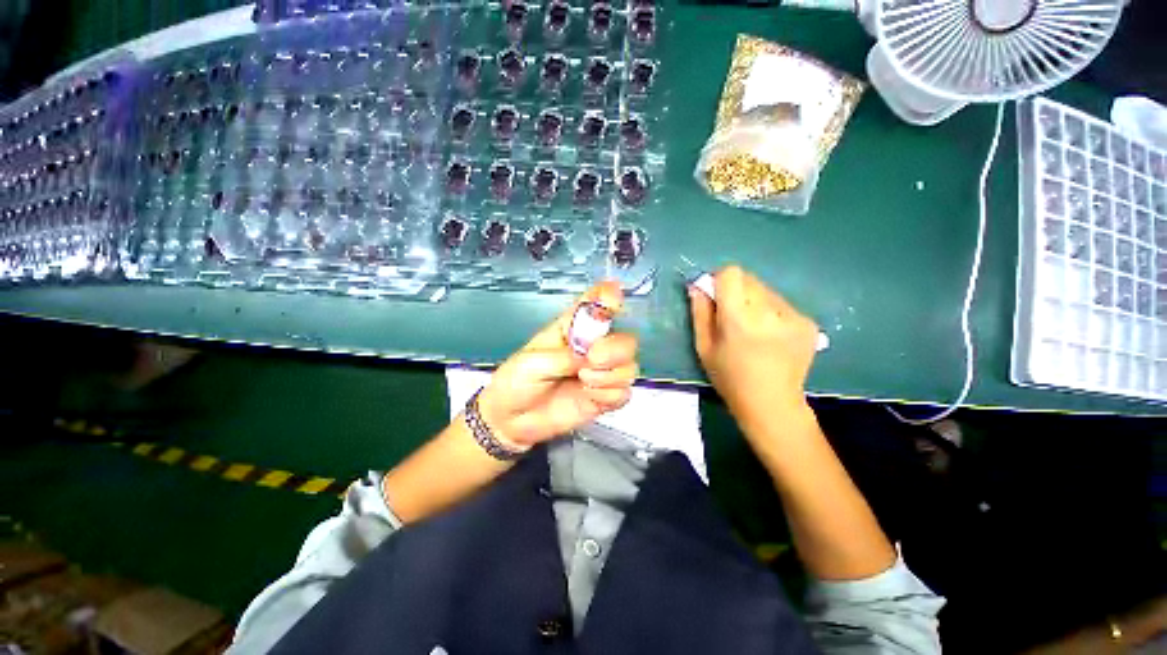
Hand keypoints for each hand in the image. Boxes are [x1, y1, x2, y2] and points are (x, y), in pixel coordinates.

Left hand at [477, 281, 637, 448]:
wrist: (512, 422)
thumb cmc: (515, 383)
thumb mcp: (532, 363)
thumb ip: (564, 357)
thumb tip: (590, 356)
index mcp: (570, 329)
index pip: (594, 305)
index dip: (608, 297)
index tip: (612, 297)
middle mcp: (590, 348)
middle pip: (624, 338)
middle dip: (615, 348)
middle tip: (593, 358)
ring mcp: (599, 373)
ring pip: (629, 365)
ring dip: (610, 374)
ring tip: (584, 380)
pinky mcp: (602, 396)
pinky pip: (624, 392)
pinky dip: (610, 394)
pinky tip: (590, 395)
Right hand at [688, 266, 817, 432]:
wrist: (772, 404)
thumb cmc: (729, 378)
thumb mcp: (703, 346)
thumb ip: (700, 312)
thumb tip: (697, 285)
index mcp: (739, 318)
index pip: (732, 273)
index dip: (720, 280)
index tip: (716, 297)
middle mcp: (770, 311)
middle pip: (749, 279)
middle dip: (736, 291)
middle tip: (732, 316)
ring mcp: (794, 316)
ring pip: (766, 290)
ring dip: (754, 302)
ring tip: (753, 330)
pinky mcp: (809, 323)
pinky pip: (782, 304)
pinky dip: (771, 313)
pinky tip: (770, 337)